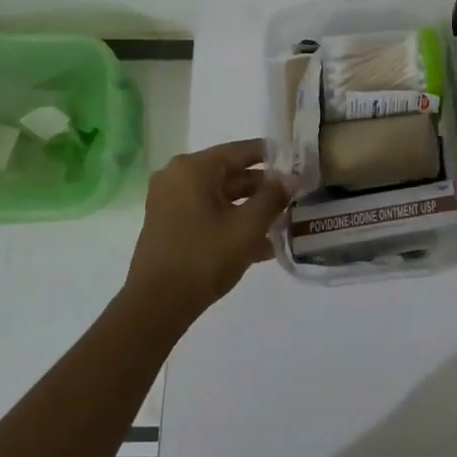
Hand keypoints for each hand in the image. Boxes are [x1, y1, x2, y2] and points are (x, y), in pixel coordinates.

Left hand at [123, 139, 287, 323]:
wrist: (157, 306)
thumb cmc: (204, 258)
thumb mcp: (247, 226)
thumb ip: (272, 197)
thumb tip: (290, 179)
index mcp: (193, 169)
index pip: (241, 151)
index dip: (273, 157)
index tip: (299, 163)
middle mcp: (178, 177)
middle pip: (230, 173)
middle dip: (263, 187)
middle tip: (295, 197)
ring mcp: (170, 201)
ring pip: (220, 196)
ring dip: (250, 208)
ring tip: (283, 222)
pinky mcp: (169, 224)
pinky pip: (208, 213)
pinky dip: (231, 221)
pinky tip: (261, 244)